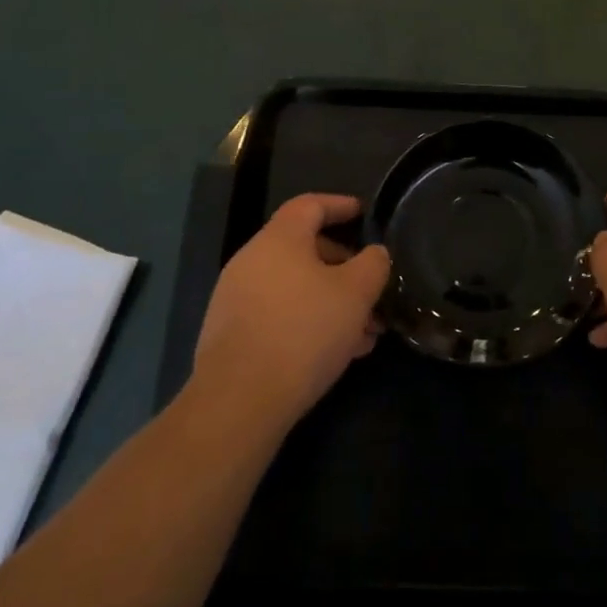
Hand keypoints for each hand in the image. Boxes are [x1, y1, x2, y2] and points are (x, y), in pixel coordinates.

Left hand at [191, 193, 389, 428]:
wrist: (239, 401)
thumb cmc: (304, 331)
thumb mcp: (356, 294)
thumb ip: (373, 264)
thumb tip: (374, 254)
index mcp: (279, 239)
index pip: (310, 205)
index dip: (340, 205)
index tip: (363, 213)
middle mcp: (252, 261)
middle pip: (305, 249)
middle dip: (345, 268)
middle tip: (373, 291)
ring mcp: (237, 299)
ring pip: (296, 288)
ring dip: (333, 302)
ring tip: (365, 333)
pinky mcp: (232, 335)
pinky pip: (280, 314)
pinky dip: (310, 322)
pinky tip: (337, 352)